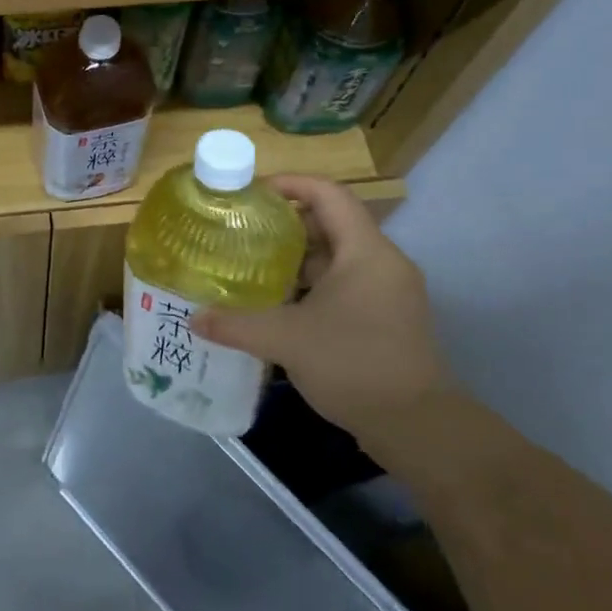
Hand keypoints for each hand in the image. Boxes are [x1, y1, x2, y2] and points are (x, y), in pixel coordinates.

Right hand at [192, 175, 454, 440]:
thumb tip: (194, 318)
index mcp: (366, 251)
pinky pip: (344, 286)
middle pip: (330, 224)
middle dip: (285, 225)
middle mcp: (381, 263)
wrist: (417, 427)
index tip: (251, 193)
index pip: (329, 194)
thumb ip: (237, 324)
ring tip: (251, 267)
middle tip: (242, 232)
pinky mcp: (385, 319)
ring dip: (296, 260)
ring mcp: (387, 292)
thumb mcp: (287, 340)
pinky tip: (278, 306)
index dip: (290, 184)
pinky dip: (311, 287)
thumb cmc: (354, 365)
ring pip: (336, 259)